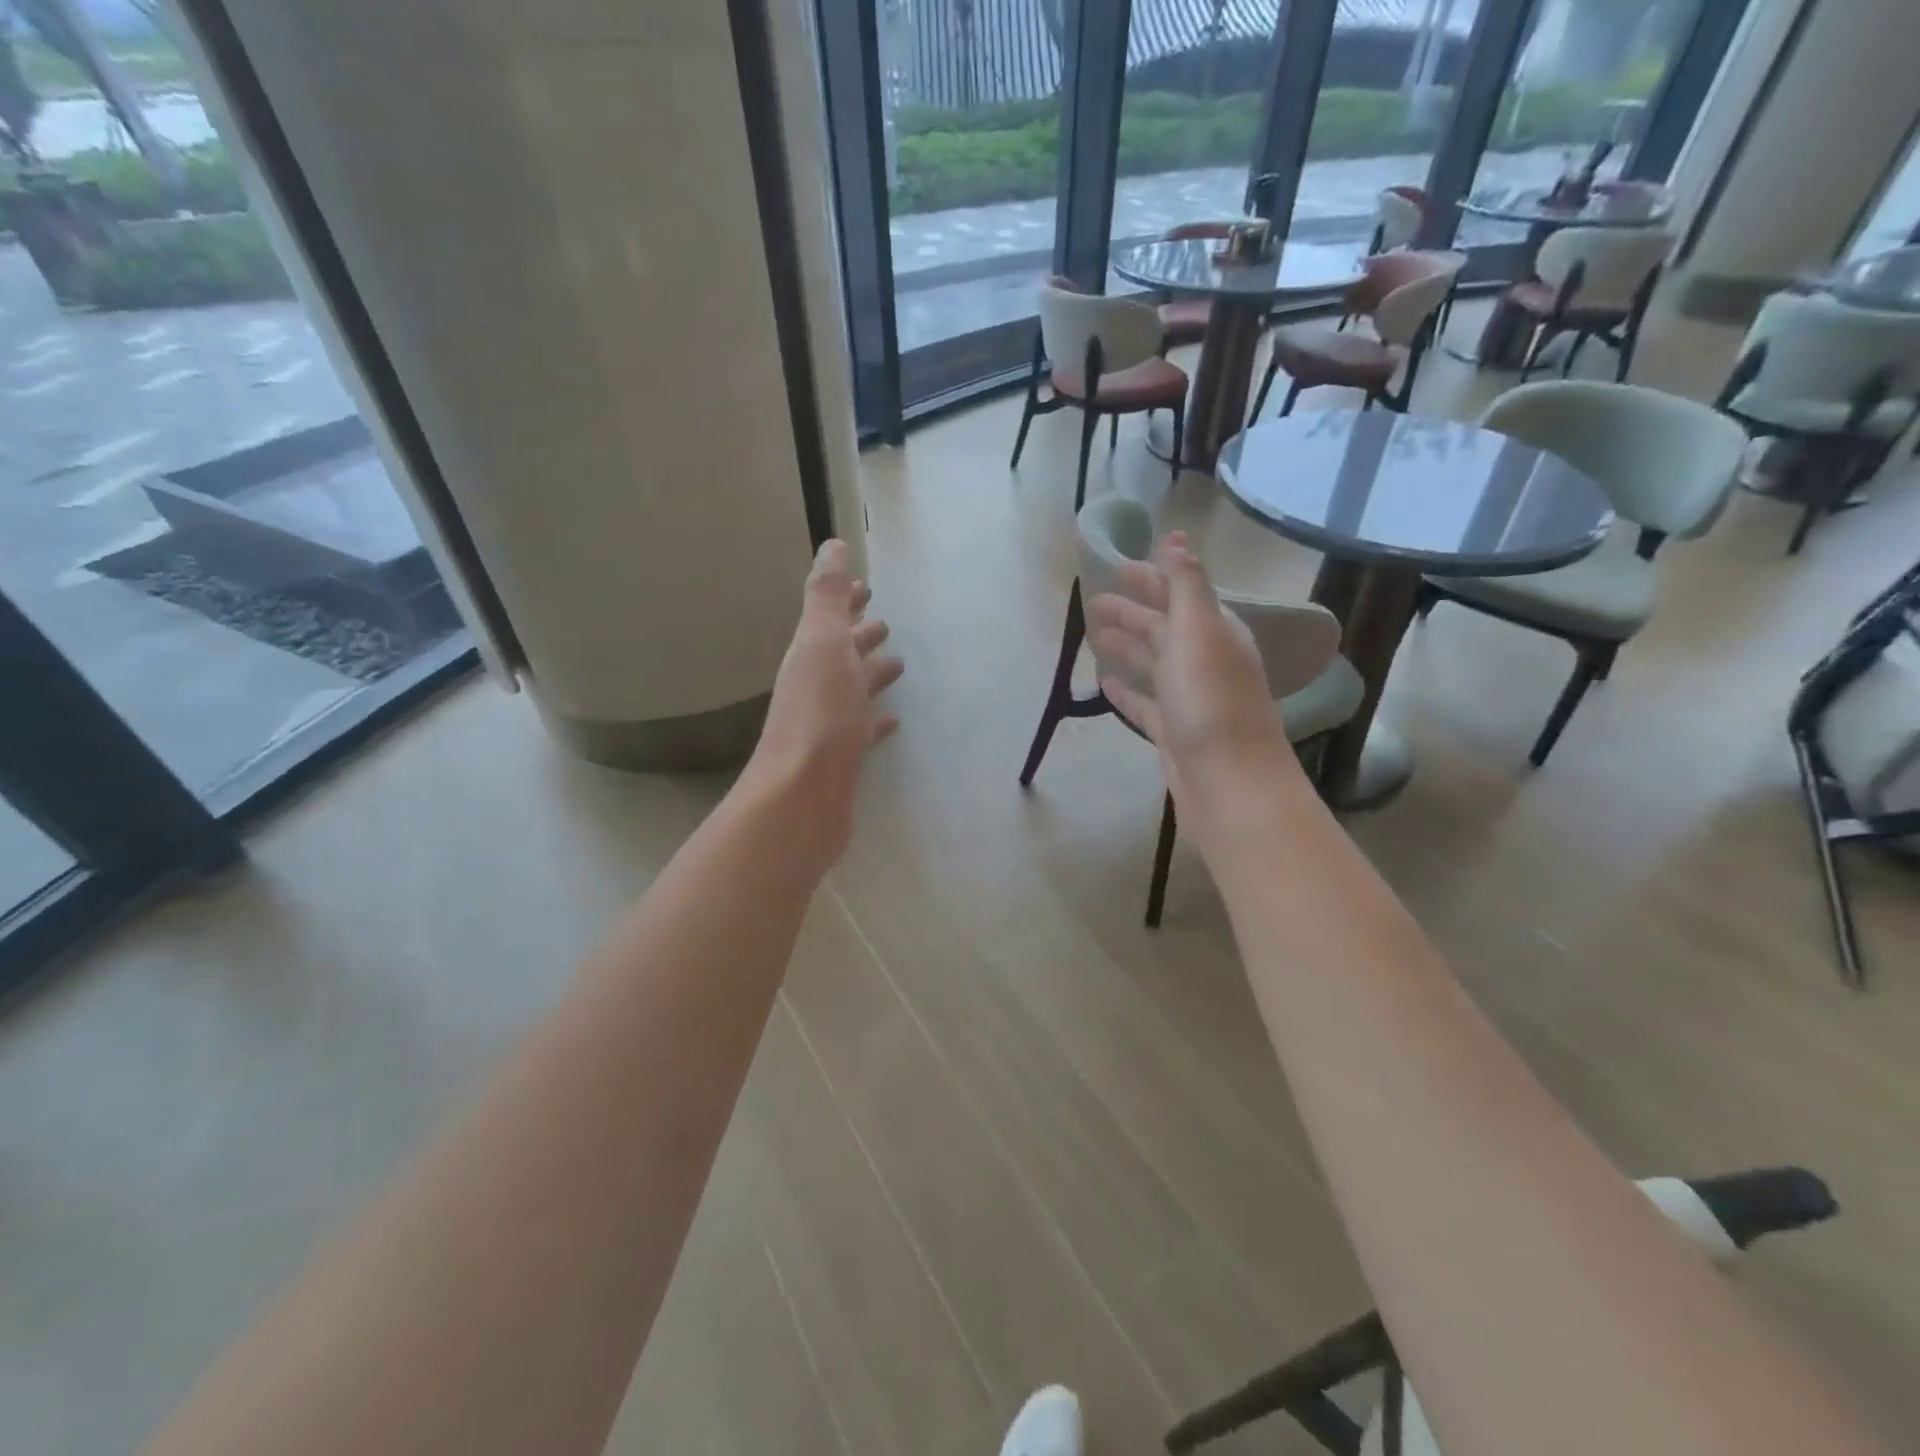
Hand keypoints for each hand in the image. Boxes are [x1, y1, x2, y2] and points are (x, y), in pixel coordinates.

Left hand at [744, 540, 903, 865]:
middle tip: (885, 625)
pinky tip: (893, 720)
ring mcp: (829, 725)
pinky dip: (877, 721)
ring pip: (854, 691)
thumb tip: (832, 544)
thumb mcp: (822, 642)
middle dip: (861, 637)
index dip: (846, 603)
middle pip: (841, 654)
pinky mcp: (843, 759)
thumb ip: (827, 595)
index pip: (830, 620)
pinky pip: (864, 731)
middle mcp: (815, 687)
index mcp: (811, 656)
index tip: (866, 588)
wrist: (804, 793)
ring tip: (899, 665)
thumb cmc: (818, 712)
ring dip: (872, 675)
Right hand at [1086, 533, 1302, 815]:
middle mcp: (1204, 662)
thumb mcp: (1198, 631)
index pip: (1179, 595)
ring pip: (1152, 664)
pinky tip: (1105, 683)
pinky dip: (1126, 691)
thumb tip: (1175, 538)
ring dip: (1127, 647)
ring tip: (1094, 637)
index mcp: (1214, 632)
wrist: (1228, 783)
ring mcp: (1188, 699)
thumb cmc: (1211, 701)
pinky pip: (1145, 703)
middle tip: (1093, 603)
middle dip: (1132, 612)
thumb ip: (1185, 584)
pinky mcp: (1172, 733)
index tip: (1116, 568)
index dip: (1151, 579)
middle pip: (1163, 628)